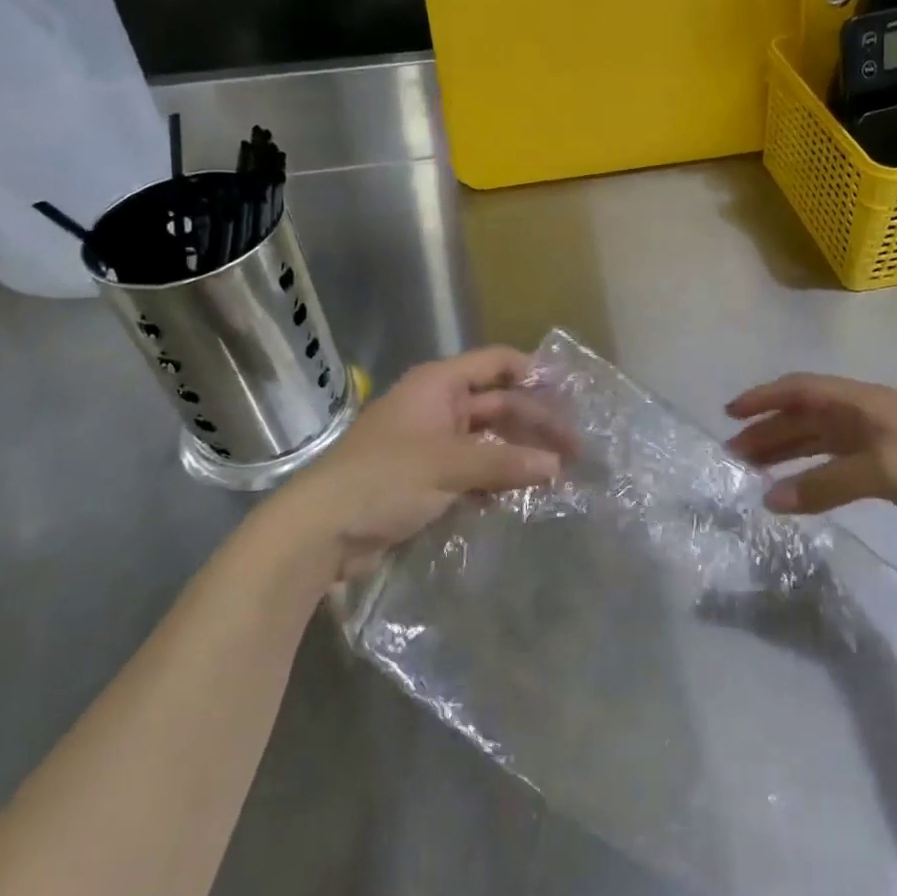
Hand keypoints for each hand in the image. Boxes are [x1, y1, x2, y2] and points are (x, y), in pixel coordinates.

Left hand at [262, 346, 570, 580]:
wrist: (319, 532)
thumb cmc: (383, 479)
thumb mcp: (448, 466)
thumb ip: (505, 464)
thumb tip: (557, 467)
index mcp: (438, 385)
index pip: (496, 363)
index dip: (533, 371)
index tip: (571, 393)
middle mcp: (438, 406)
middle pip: (498, 404)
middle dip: (536, 423)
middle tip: (577, 449)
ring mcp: (432, 444)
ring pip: (489, 440)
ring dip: (520, 454)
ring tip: (559, 473)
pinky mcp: (428, 479)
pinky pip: (474, 470)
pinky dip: (497, 479)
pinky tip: (523, 495)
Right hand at [725, 374, 896, 559]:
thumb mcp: (885, 470)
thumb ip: (826, 482)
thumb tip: (769, 499)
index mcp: (866, 402)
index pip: (803, 389)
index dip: (765, 398)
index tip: (730, 414)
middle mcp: (867, 416)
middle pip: (806, 415)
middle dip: (768, 430)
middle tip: (733, 454)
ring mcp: (879, 445)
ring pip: (819, 441)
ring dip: (785, 452)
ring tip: (753, 471)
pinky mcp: (890, 474)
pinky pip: (835, 467)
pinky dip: (810, 475)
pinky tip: (795, 491)